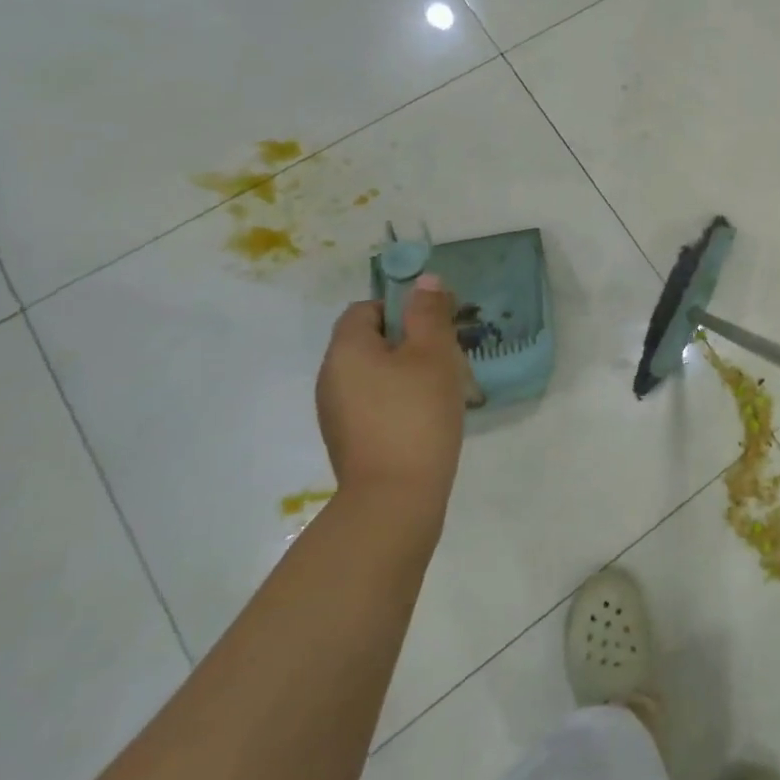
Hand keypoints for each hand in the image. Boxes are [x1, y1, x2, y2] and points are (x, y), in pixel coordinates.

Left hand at [316, 277, 468, 530]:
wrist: (395, 499)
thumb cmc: (416, 414)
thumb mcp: (433, 353)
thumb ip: (429, 312)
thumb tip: (424, 281)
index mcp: (346, 350)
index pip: (366, 309)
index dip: (401, 307)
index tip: (435, 323)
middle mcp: (331, 377)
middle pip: (370, 340)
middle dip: (410, 340)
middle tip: (447, 354)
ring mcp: (336, 412)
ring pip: (375, 373)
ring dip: (407, 371)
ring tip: (443, 387)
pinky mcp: (349, 440)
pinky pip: (374, 402)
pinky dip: (399, 400)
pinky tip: (427, 417)